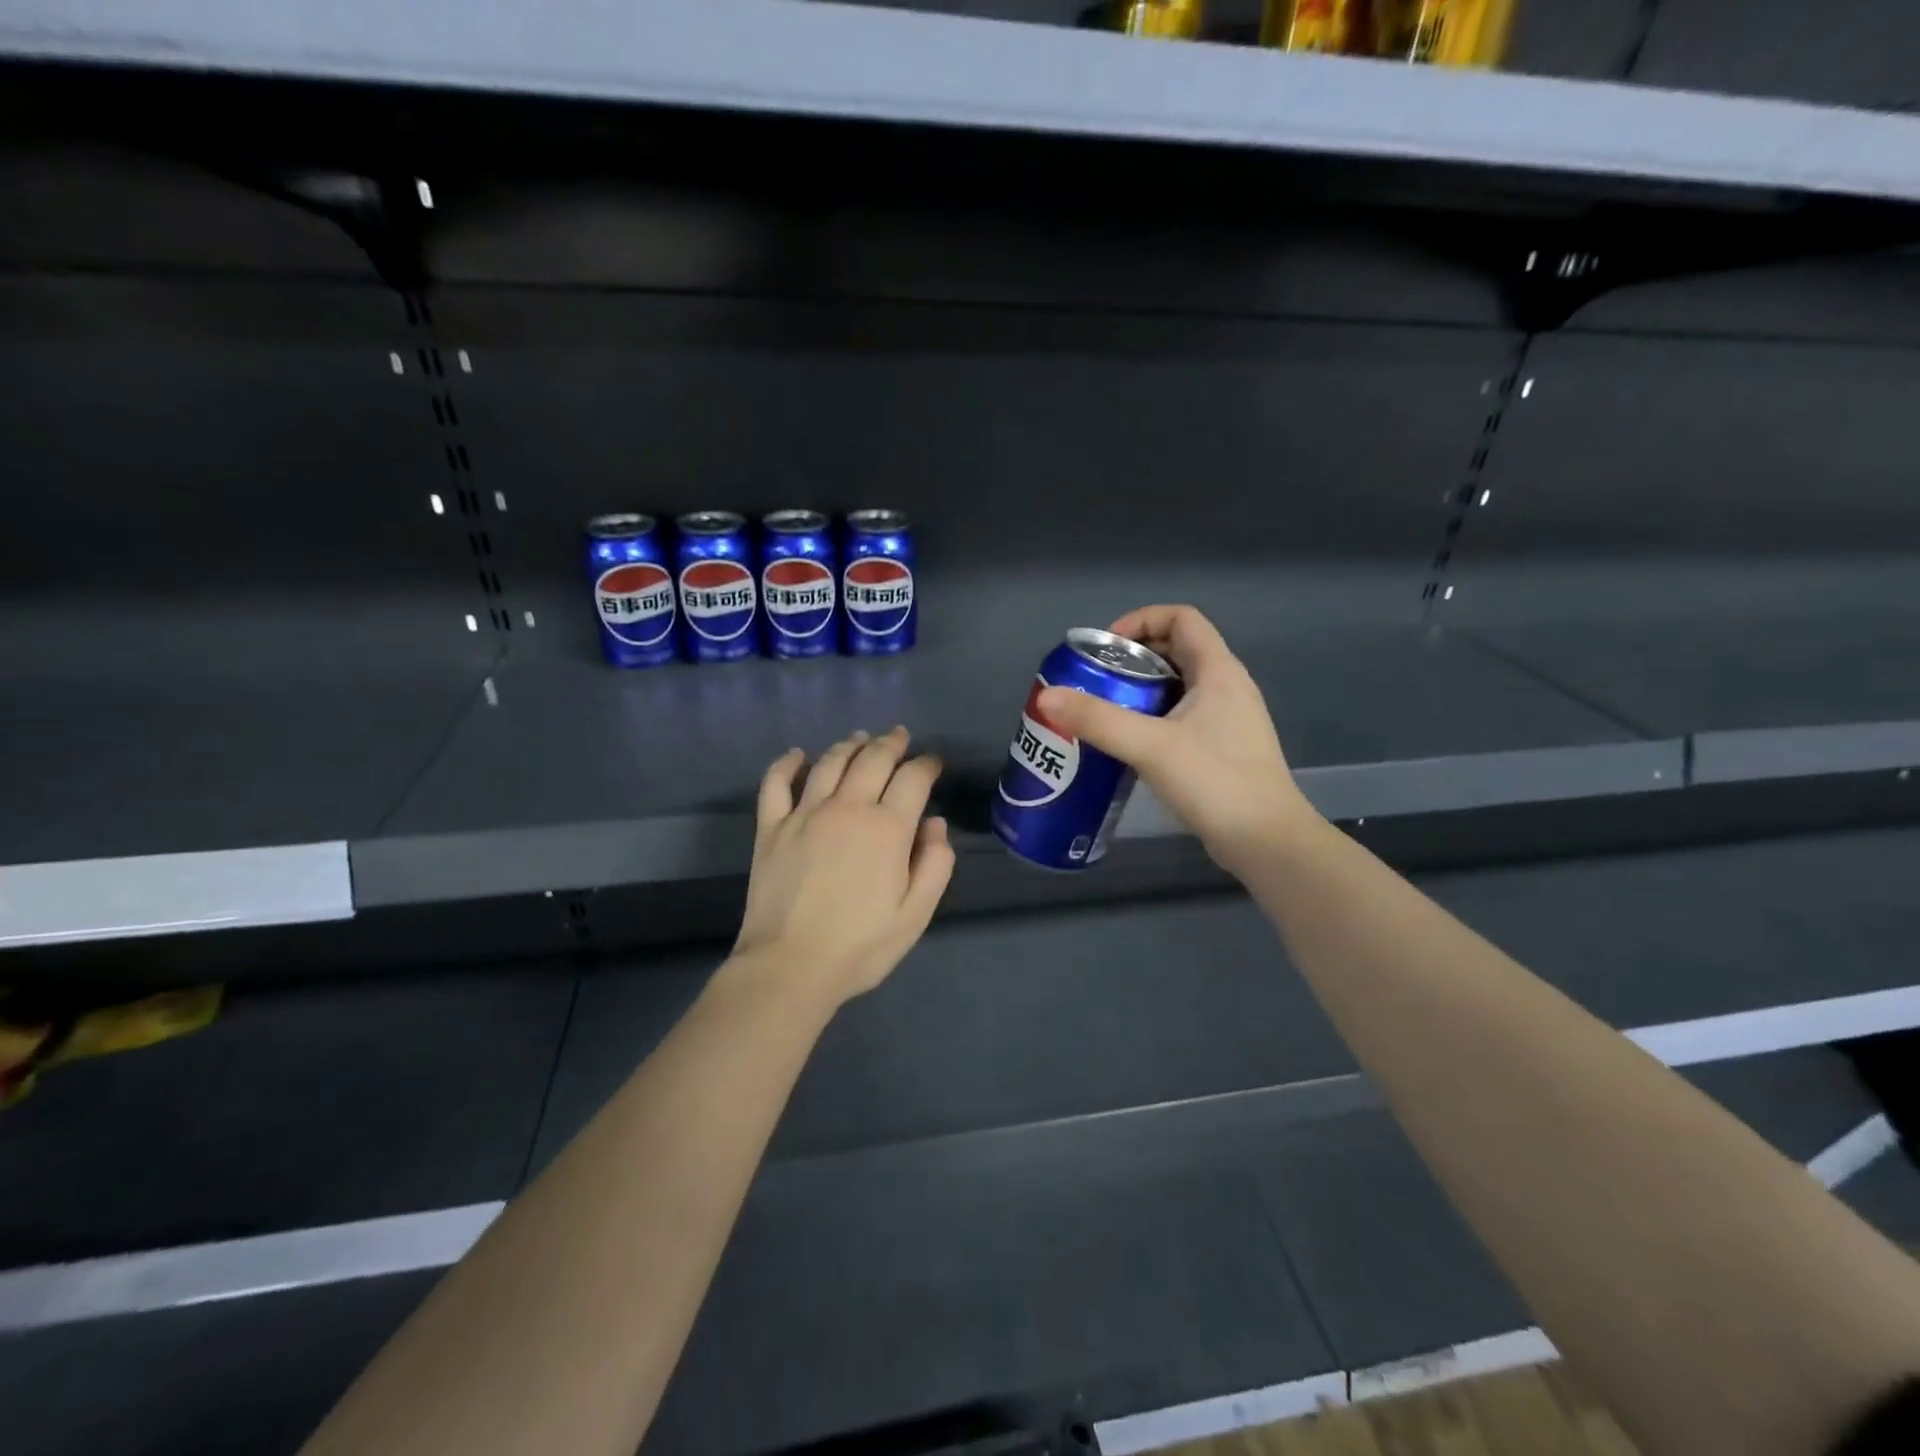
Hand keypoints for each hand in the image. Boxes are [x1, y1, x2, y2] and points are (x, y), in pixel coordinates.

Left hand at [732, 727, 954, 1008]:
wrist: (789, 966)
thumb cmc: (860, 946)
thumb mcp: (916, 914)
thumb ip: (935, 864)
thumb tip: (935, 823)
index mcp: (887, 828)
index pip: (912, 778)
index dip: (926, 764)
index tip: (933, 762)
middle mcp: (847, 808)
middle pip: (872, 759)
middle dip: (891, 743)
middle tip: (899, 736)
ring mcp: (804, 814)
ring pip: (829, 762)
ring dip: (849, 745)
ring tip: (859, 738)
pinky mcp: (771, 827)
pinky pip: (776, 783)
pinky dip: (787, 763)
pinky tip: (797, 755)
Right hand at [1036, 605, 1319, 873]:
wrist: (1267, 841)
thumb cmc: (1215, 782)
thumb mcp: (1150, 746)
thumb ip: (1098, 720)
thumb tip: (1046, 697)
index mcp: (1218, 671)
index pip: (1182, 618)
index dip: (1141, 620)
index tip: (1106, 646)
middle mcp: (1227, 687)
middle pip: (1177, 649)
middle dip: (1133, 657)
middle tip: (1095, 679)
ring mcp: (1228, 719)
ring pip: (1178, 685)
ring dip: (1141, 689)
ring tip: (1103, 709)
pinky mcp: (1222, 748)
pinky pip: (1182, 716)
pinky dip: (1153, 717)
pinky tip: (1128, 744)